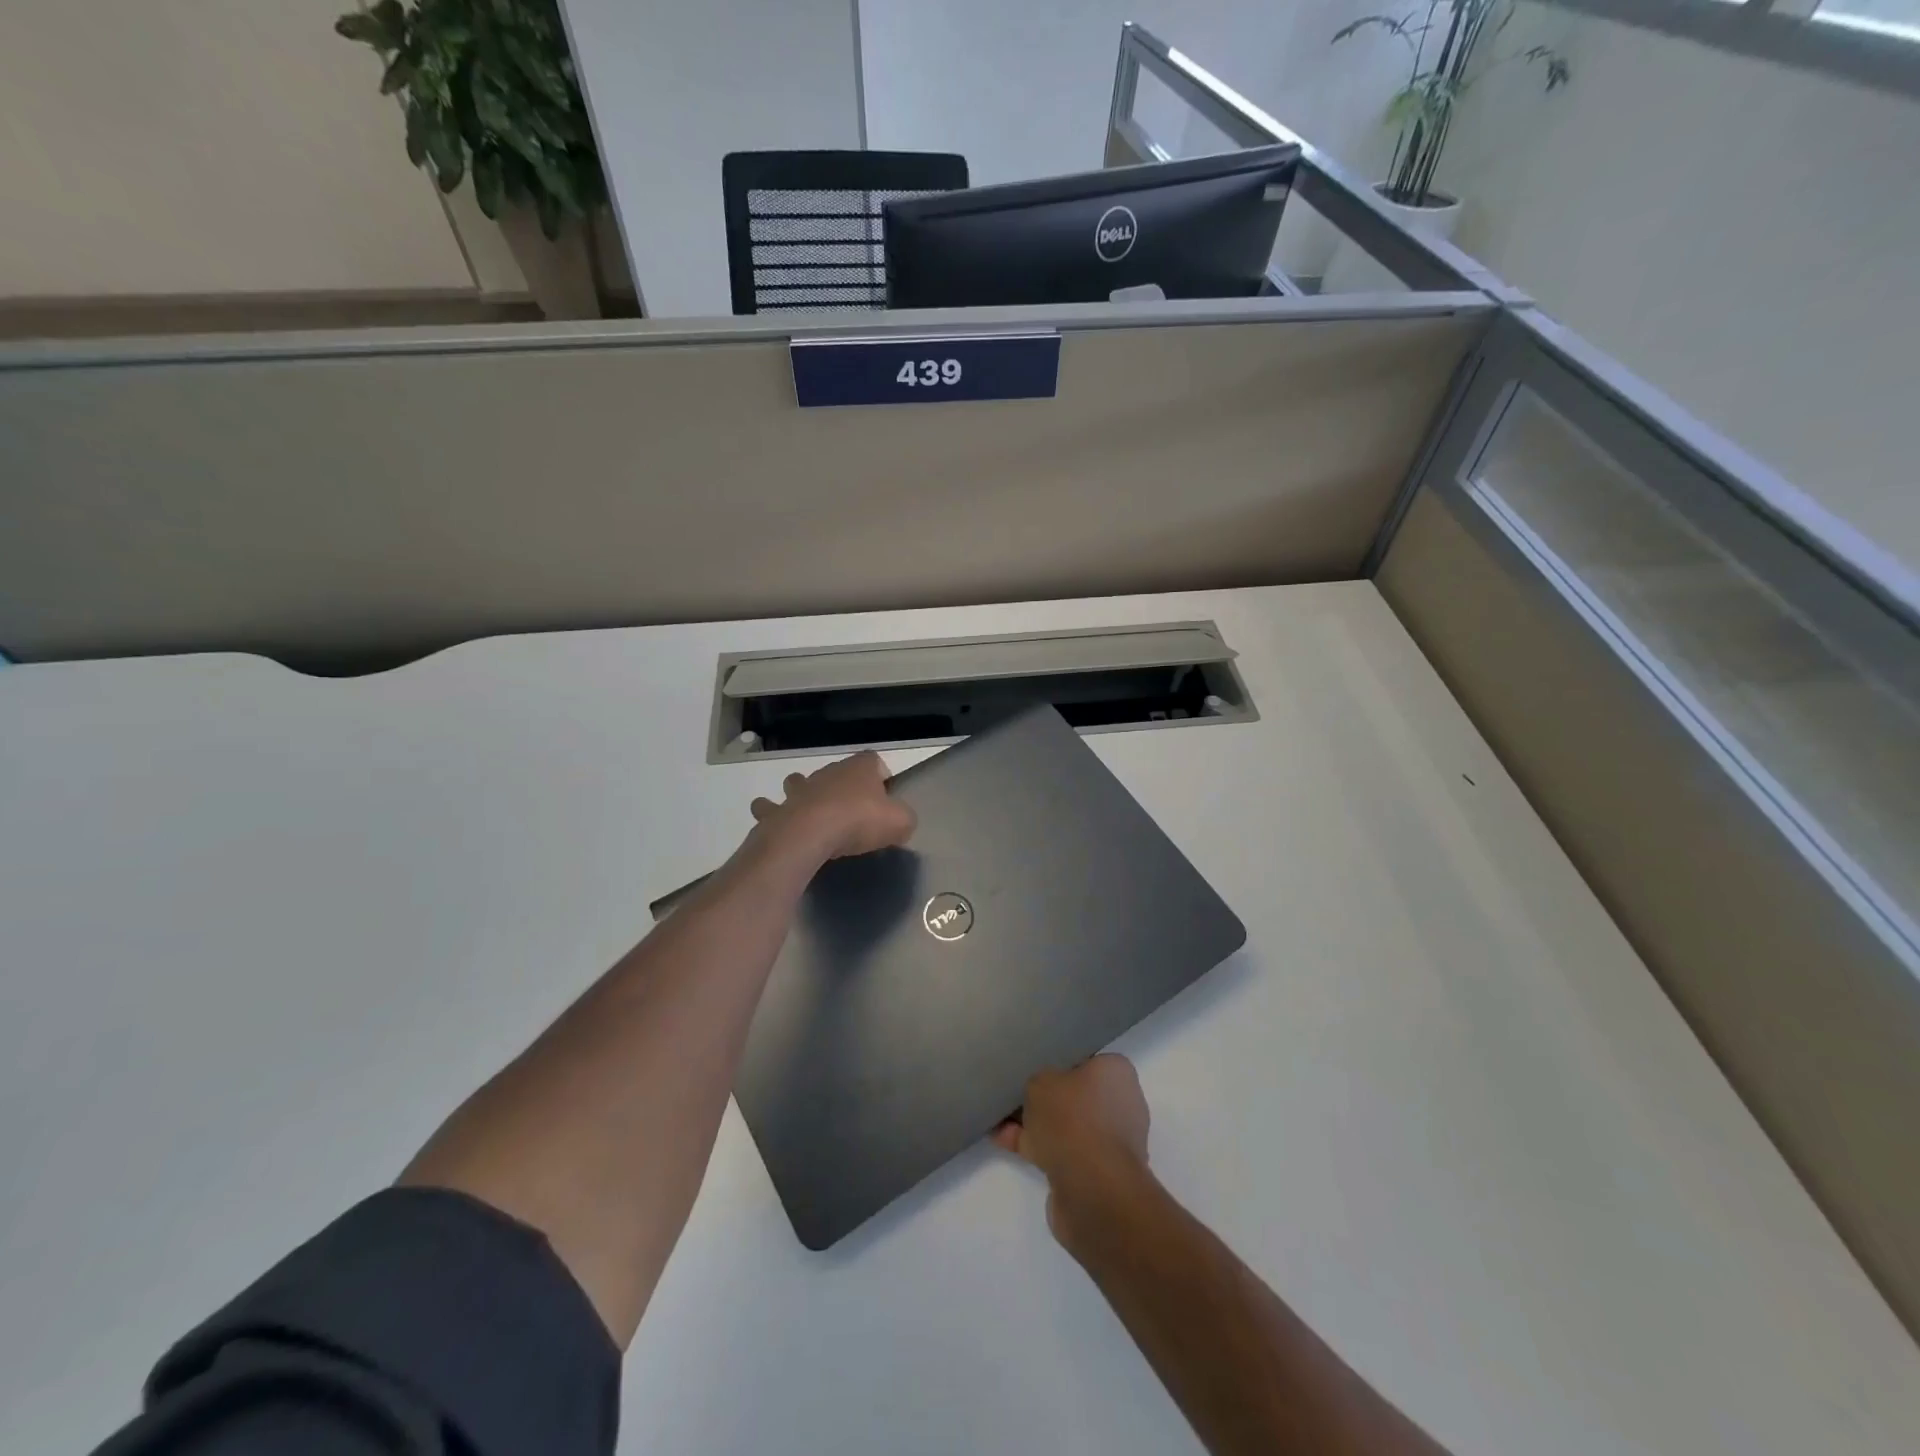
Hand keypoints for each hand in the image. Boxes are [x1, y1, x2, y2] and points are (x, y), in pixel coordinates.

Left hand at [748, 751, 916, 863]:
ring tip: (812, 812)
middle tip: (851, 811)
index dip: (880, 776)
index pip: (873, 761)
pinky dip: (772, 813)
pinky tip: (777, 823)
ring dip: (803, 792)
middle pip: (837, 772)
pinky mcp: (778, 810)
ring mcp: (799, 789)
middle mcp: (827, 772)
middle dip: (842, 786)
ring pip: (798, 782)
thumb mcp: (899, 822)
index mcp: (859, 768)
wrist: (809, 834)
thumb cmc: (858, 821)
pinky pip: (770, 808)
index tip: (884, 798)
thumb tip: (901, 823)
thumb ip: (904, 819)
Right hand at [993, 1054, 1150, 1243]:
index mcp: (1116, 1073)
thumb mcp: (1041, 1082)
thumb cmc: (1072, 1119)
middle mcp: (1121, 1104)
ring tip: (999, 1119)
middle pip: (1074, 1095)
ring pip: (1065, 1125)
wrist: (1091, 1188)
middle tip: (1014, 1094)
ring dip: (1035, 1125)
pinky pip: (1060, 1151)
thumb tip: (1042, 1093)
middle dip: (1044, 1099)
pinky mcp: (1096, 1172)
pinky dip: (1034, 1147)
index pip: (1086, 1061)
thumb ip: (1038, 1081)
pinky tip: (1002, 1141)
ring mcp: (1109, 1141)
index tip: (1034, 1068)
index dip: (1059, 1064)